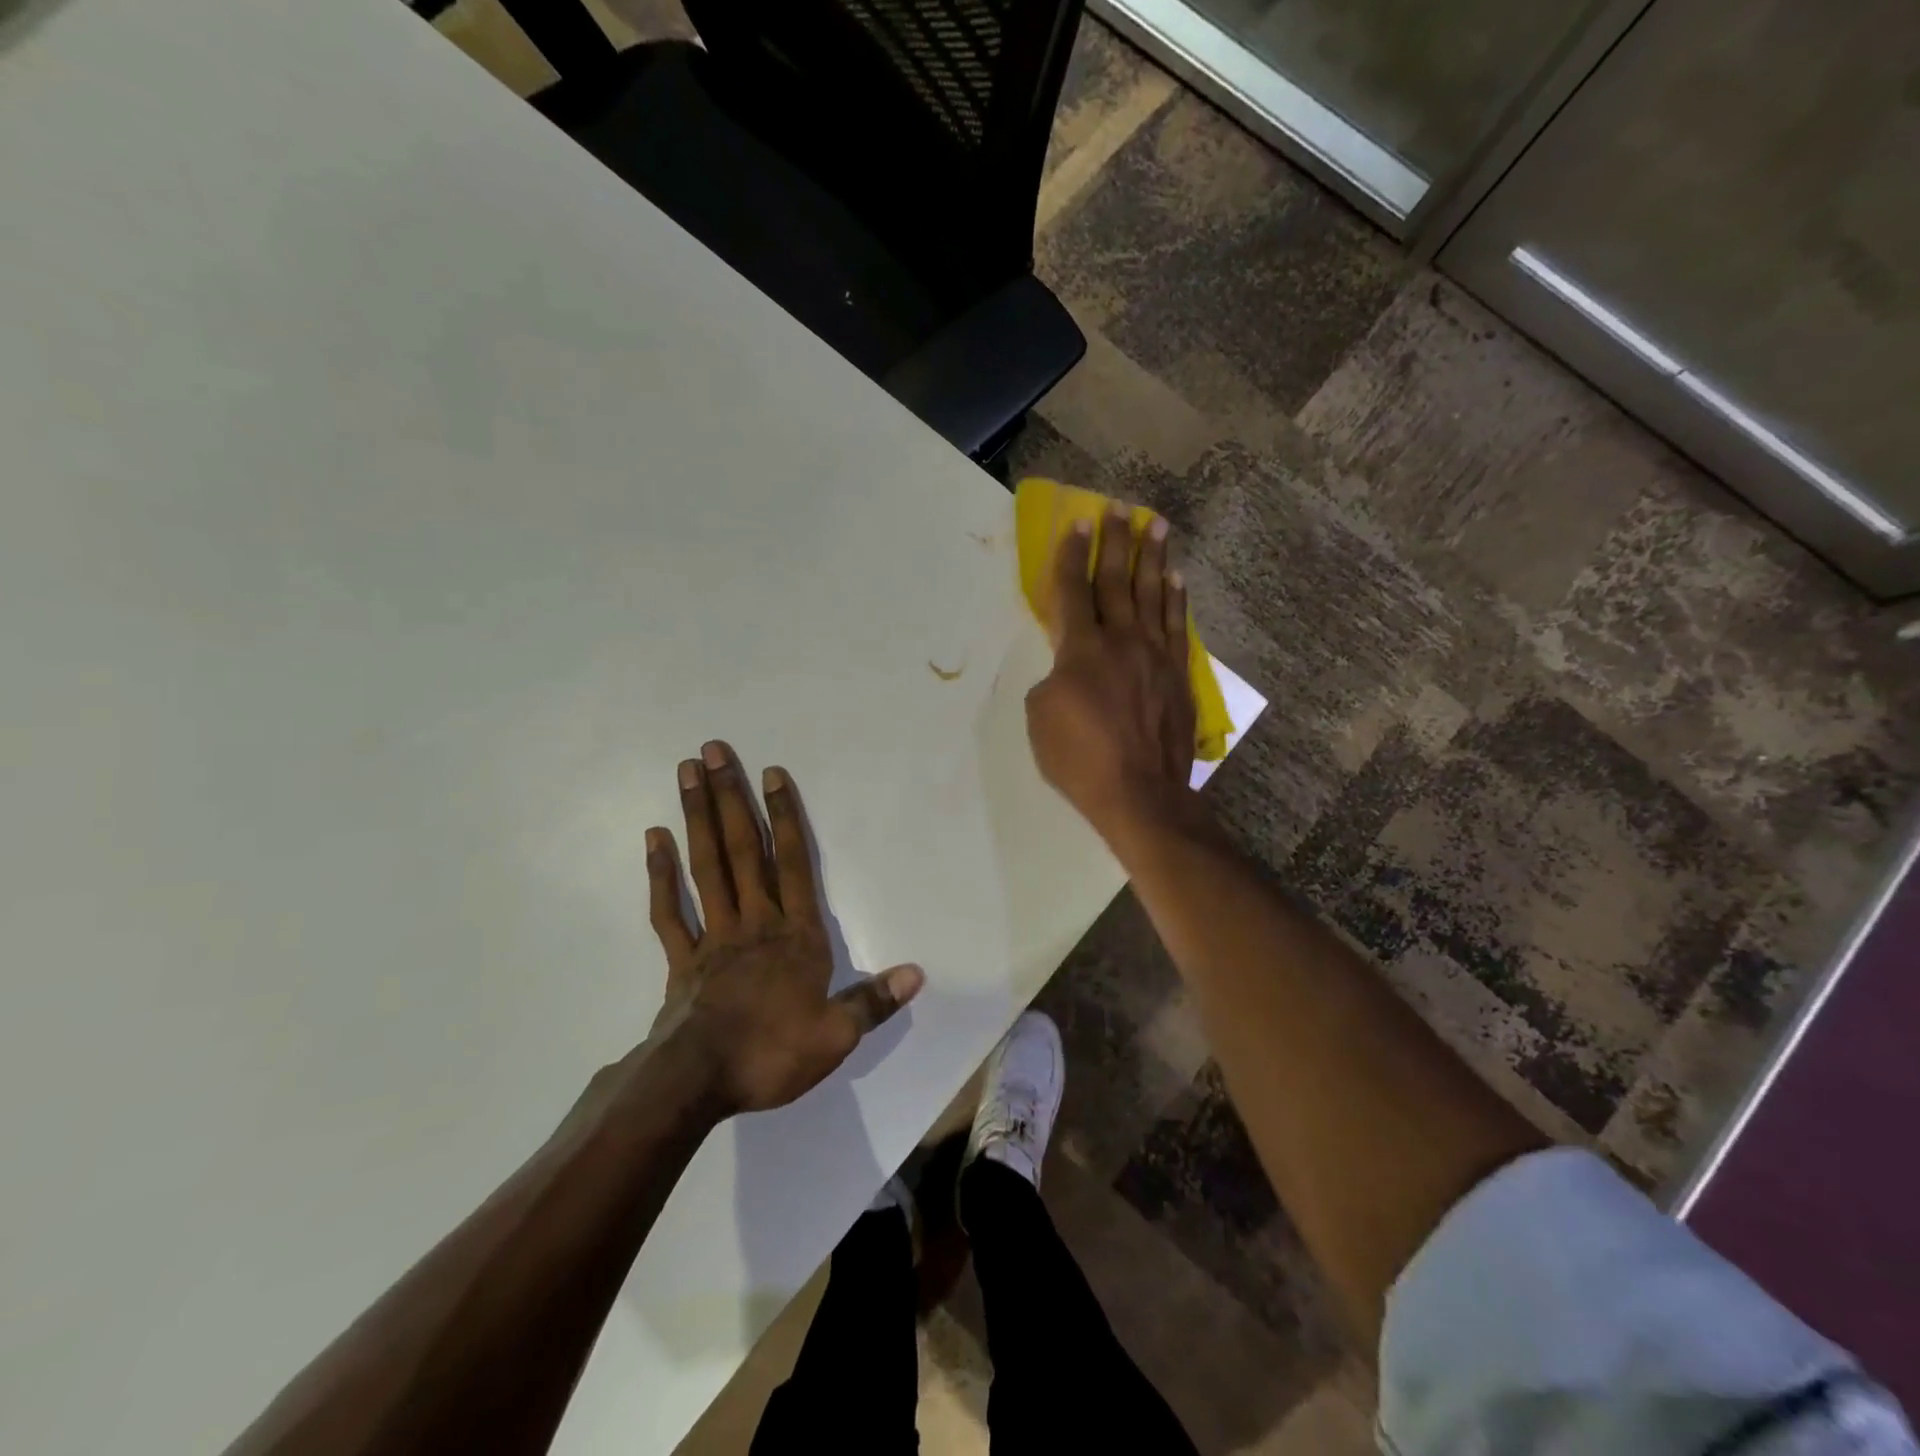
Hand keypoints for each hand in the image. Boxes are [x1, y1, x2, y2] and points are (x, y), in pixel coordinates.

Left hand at [645, 742, 923, 1116]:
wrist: (698, 1083)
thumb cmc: (772, 1053)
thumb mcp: (837, 1035)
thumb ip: (875, 1000)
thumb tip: (918, 974)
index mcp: (796, 935)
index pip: (794, 863)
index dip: (785, 816)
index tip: (771, 773)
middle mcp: (755, 921)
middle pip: (744, 850)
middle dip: (731, 798)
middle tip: (713, 750)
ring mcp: (714, 936)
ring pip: (707, 866)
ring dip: (698, 818)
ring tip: (686, 773)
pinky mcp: (682, 958)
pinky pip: (669, 910)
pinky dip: (660, 874)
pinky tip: (653, 838)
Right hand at [1025, 503, 1196, 835]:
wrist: (1140, 793)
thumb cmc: (1079, 759)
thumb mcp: (1040, 717)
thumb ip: (1053, 679)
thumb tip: (1069, 667)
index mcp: (1082, 649)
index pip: (1075, 591)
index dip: (1074, 555)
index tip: (1078, 523)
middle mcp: (1122, 641)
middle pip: (1118, 581)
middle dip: (1117, 542)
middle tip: (1121, 507)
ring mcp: (1155, 656)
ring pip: (1154, 595)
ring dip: (1154, 557)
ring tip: (1157, 524)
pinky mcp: (1177, 675)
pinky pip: (1177, 626)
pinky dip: (1176, 599)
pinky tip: (1177, 578)